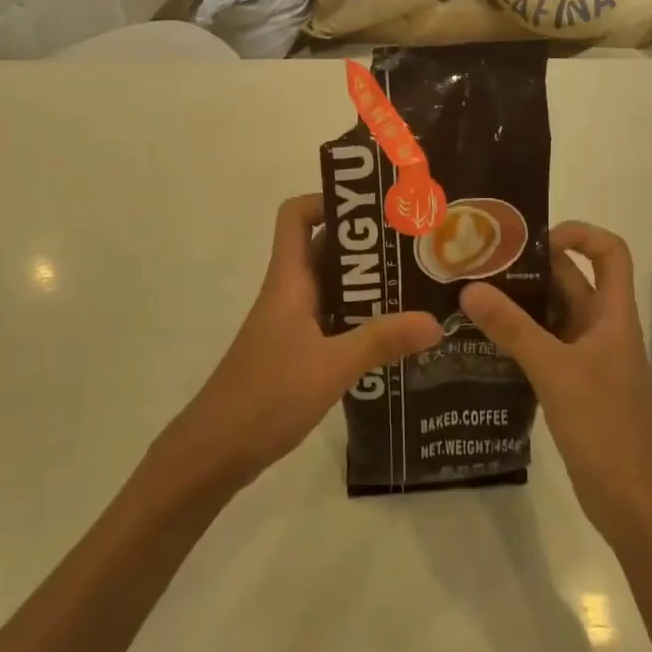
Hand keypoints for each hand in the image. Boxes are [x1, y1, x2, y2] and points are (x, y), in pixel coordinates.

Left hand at [161, 195, 441, 494]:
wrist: (216, 450)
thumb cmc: (266, 395)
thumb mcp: (331, 366)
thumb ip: (381, 341)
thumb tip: (435, 320)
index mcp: (289, 279)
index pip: (296, 215)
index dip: (328, 200)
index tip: (374, 209)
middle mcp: (289, 292)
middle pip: (325, 248)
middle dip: (367, 244)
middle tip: (415, 248)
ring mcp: (291, 323)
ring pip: (332, 287)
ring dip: (368, 284)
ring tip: (416, 288)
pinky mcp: (295, 351)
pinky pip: (332, 320)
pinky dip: (360, 319)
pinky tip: (394, 337)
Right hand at [460, 223, 651, 542]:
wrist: (635, 503)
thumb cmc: (606, 427)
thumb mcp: (555, 371)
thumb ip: (512, 328)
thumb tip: (469, 288)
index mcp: (613, 315)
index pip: (609, 252)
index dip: (578, 234)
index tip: (532, 241)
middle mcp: (602, 328)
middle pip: (570, 280)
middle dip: (528, 267)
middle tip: (478, 264)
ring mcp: (588, 357)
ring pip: (552, 314)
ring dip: (518, 303)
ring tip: (470, 296)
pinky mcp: (574, 384)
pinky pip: (544, 345)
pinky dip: (518, 336)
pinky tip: (482, 341)